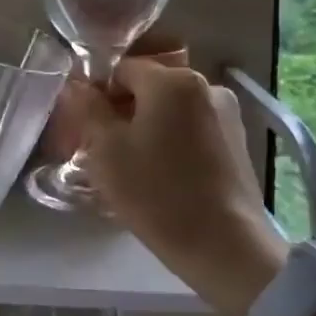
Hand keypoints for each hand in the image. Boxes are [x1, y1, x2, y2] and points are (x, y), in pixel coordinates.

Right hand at [81, 59, 285, 311]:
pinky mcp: (238, 142)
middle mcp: (206, 86)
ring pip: (172, 110)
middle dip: (124, 111)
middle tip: (106, 150)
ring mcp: (227, 114)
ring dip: (149, 127)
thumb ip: (88, 109)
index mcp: (172, 81)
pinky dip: (174, 142)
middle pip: (150, 87)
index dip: (99, 94)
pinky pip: (193, 129)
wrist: (224, 246)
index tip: (88, 128)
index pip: (122, 69)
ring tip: (135, 166)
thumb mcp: (106, 150)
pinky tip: (165, 175)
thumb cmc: (156, 192)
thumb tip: (76, 84)